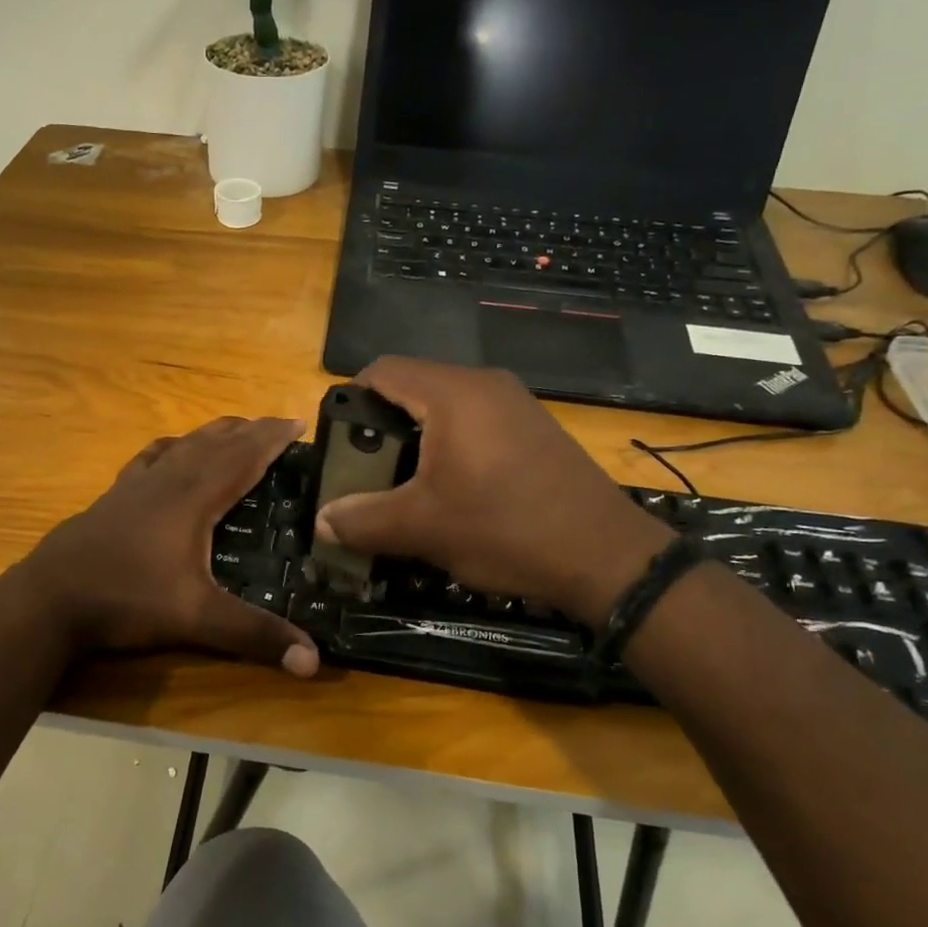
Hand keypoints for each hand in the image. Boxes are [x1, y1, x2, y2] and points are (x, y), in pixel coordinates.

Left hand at [17, 417, 320, 677]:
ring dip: (215, 433)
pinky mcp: (114, 495)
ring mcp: (137, 485)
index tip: (298, 422)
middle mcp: (168, 480)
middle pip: (216, 443)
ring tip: (236, 428)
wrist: (48, 599)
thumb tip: (313, 662)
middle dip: (250, 431)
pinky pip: (151, 458)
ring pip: (184, 445)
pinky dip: (172, 446)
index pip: (242, 457)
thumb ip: (253, 635)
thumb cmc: (126, 600)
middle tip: (278, 425)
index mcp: (193, 498)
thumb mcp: (195, 619)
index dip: (271, 438)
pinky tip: (171, 449)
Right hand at [313, 358, 669, 619]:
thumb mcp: (423, 527)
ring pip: (446, 406)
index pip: (383, 371)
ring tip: (404, 483)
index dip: (350, 399)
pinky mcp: (535, 428)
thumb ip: (363, 520)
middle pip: (413, 386)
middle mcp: (485, 384)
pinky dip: (451, 445)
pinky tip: (453, 488)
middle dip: (382, 426)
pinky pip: (476, 421)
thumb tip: (320, 521)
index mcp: (453, 393)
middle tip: (367, 469)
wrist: (607, 556)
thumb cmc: (505, 529)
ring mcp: (516, 404)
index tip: (338, 441)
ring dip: (417, 438)